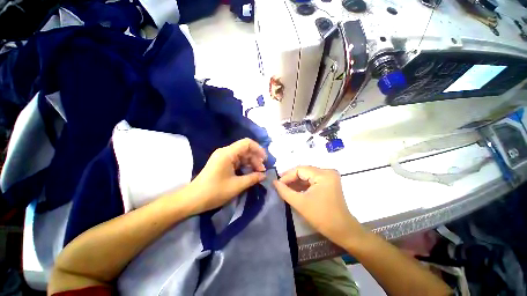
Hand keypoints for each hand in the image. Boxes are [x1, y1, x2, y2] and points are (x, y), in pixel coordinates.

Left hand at [185, 138, 266, 214]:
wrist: (192, 199)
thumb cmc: (214, 192)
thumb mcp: (237, 186)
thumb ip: (253, 178)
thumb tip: (264, 175)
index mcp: (227, 153)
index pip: (247, 143)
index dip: (258, 149)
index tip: (265, 160)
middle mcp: (225, 152)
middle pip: (245, 149)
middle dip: (255, 159)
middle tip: (262, 171)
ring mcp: (223, 157)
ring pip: (241, 155)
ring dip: (250, 163)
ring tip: (257, 173)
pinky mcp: (221, 163)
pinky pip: (236, 161)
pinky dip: (244, 166)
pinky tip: (249, 173)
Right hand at [273, 166, 365, 248]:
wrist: (342, 231)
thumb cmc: (322, 217)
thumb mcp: (300, 203)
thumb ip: (285, 191)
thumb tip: (274, 182)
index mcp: (323, 175)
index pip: (300, 169)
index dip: (287, 176)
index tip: (277, 184)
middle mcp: (327, 172)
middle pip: (304, 171)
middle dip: (291, 178)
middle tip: (279, 185)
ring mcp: (329, 177)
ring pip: (307, 175)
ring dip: (296, 182)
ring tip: (284, 188)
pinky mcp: (328, 182)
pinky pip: (312, 180)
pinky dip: (302, 185)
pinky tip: (294, 190)